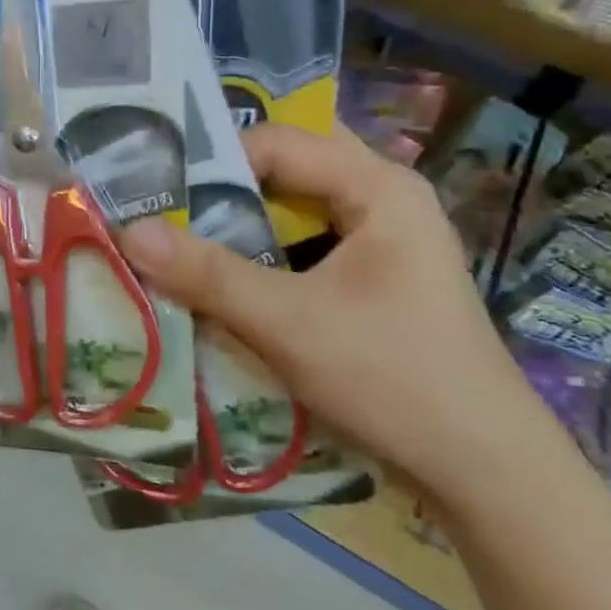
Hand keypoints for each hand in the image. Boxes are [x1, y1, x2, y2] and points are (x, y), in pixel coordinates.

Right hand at [119, 123, 560, 506]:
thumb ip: (207, 274)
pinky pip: (306, 239)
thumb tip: (127, 232)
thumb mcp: (287, 323)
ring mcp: (384, 236)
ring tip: (181, 233)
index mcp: (378, 186)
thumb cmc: (392, 379)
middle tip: (163, 203)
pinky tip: (227, 271)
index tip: (153, 191)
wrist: (483, 468)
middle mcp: (385, 196)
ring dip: (242, 216)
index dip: (210, 160)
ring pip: (296, 204)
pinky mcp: (376, 274)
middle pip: (288, 165)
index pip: (275, 141)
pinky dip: (264, 247)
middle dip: (225, 182)